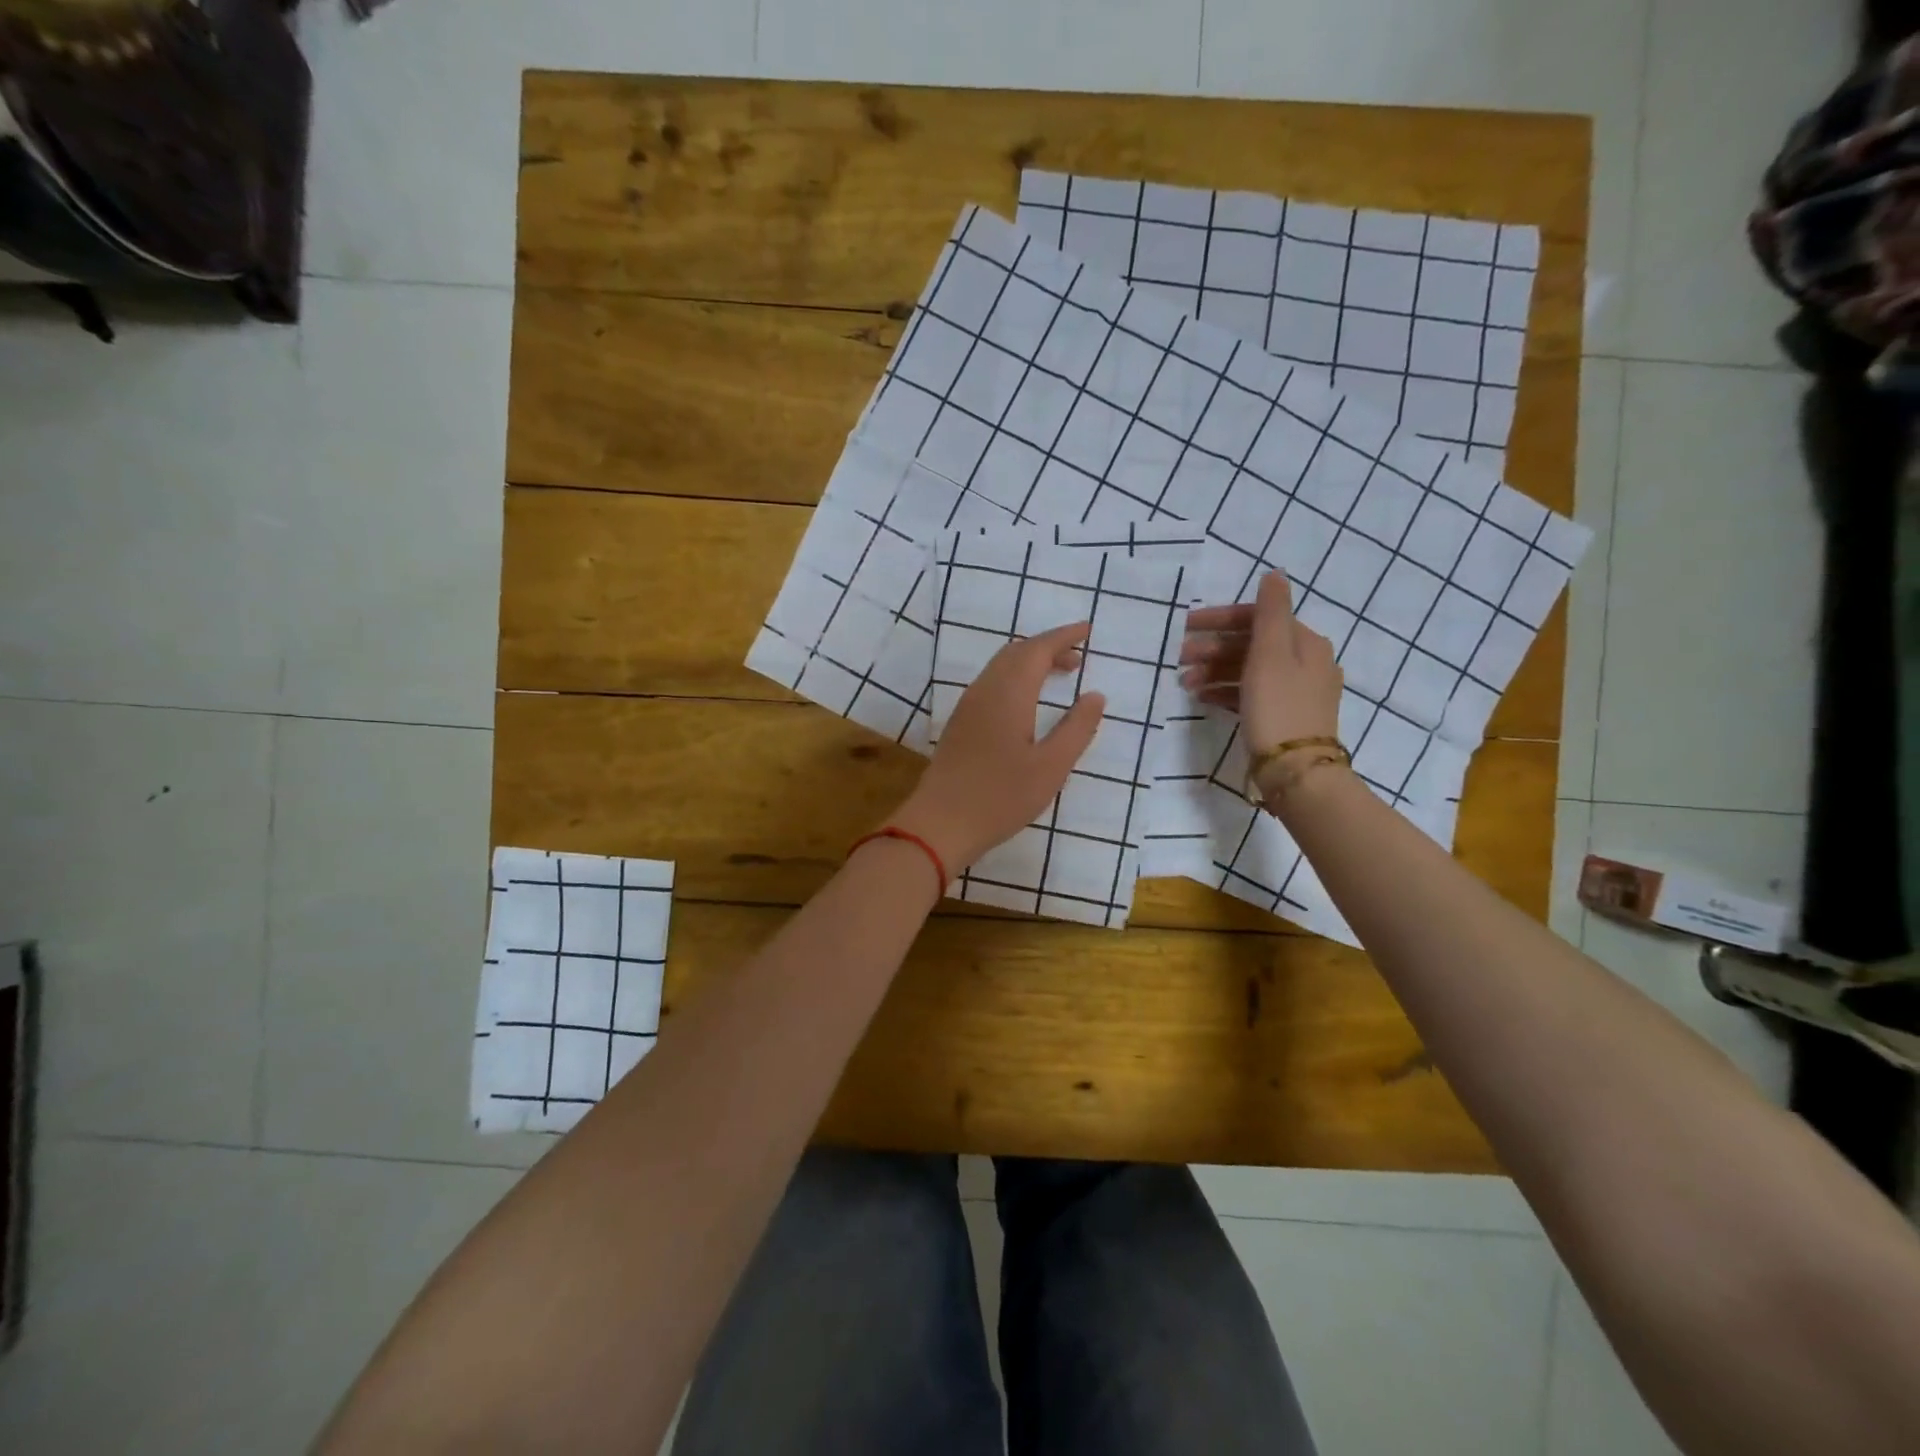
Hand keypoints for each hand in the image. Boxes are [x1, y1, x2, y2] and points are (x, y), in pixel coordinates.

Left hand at [890, 622, 1106, 871]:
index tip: (1088, 630)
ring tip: (1059, 675)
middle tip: (1078, 657)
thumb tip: (1095, 695)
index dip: (1064, 636)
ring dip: (1030, 662)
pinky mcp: (960, 723)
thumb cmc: (1001, 797)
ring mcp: (967, 706)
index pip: (1038, 649)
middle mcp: (985, 690)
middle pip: (1017, 652)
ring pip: (1001, 667)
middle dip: (1048, 647)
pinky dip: (1015, 678)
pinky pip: (991, 684)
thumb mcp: (1051, 766)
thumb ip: (1077, 728)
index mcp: (1009, 693)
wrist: (940, 823)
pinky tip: (1027, 702)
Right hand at [1179, 570, 1342, 751]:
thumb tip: (1274, 573)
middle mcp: (1306, 662)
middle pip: (1253, 644)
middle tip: (1180, 659)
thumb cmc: (1278, 706)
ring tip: (1187, 683)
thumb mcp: (1271, 653)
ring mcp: (1296, 691)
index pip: (1258, 618)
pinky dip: (1226, 691)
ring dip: (1215, 671)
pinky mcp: (1284, 716)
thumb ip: (1271, 611)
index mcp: (1306, 642)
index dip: (1221, 619)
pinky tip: (1204, 698)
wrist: (1296, 770)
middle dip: (1213, 648)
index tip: (1186, 627)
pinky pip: (1250, 693)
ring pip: (1249, 670)